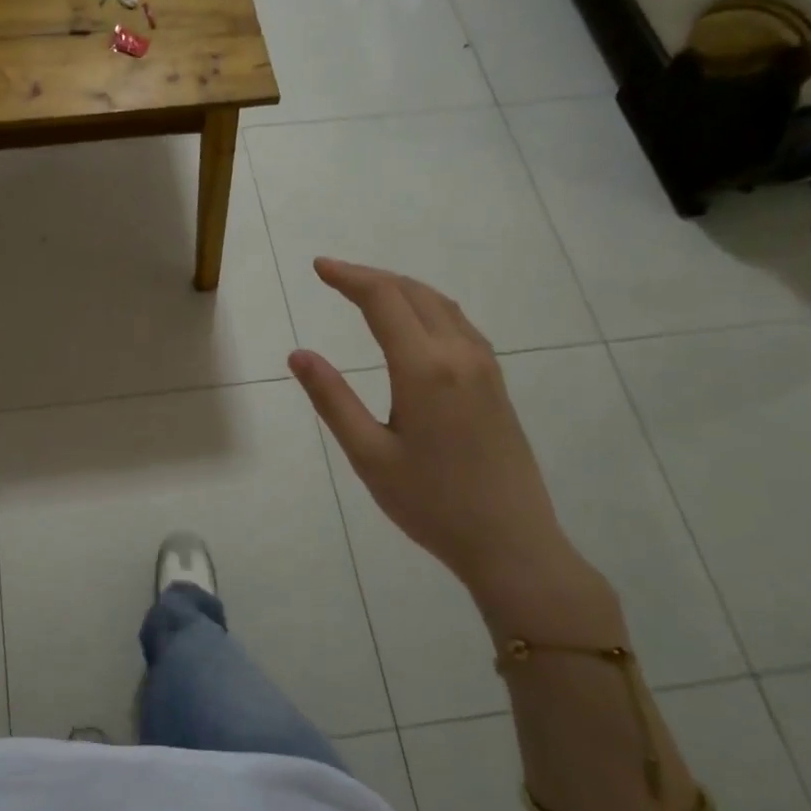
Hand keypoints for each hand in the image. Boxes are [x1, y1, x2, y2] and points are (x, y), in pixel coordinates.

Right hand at [287, 259, 595, 622]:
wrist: (512, 543)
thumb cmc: (431, 504)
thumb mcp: (368, 455)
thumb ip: (332, 399)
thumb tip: (299, 354)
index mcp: (424, 369)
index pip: (383, 300)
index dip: (349, 277)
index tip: (318, 267)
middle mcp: (459, 355)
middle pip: (413, 293)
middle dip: (371, 277)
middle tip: (334, 275)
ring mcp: (484, 367)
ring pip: (441, 305)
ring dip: (401, 289)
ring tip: (367, 291)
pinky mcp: (496, 383)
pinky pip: (459, 324)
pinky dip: (427, 307)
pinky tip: (414, 323)